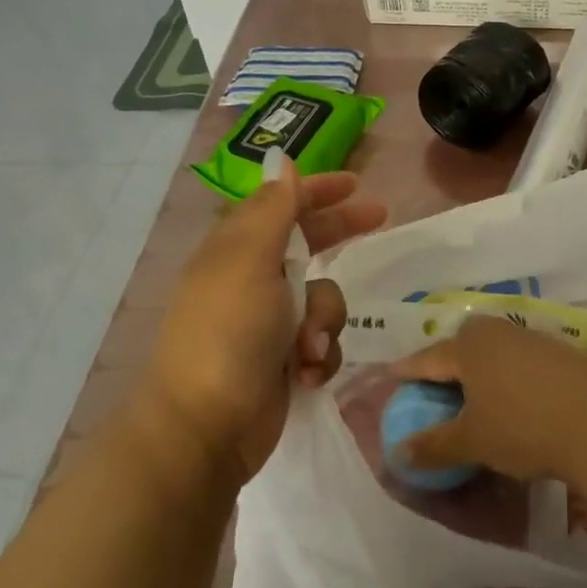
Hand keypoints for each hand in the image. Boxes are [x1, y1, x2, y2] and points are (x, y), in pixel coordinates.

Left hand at [147, 159, 385, 483]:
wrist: (206, 427)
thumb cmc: (228, 333)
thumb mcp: (250, 260)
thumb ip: (274, 210)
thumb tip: (282, 160)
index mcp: (237, 249)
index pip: (281, 205)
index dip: (316, 190)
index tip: (355, 183)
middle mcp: (253, 279)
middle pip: (308, 243)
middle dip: (340, 235)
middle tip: (380, 219)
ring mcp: (269, 322)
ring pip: (324, 298)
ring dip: (324, 320)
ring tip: (306, 347)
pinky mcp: (283, 359)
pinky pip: (323, 341)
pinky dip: (319, 356)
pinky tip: (302, 375)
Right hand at [393, 317, 586, 481]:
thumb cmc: (523, 428)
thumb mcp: (472, 442)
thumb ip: (433, 445)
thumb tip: (399, 452)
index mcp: (469, 345)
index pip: (427, 358)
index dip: (406, 371)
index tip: (391, 377)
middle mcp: (498, 332)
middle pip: (461, 346)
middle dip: (445, 364)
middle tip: (433, 386)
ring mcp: (533, 338)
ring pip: (493, 351)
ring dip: (480, 369)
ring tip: (474, 394)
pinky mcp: (562, 352)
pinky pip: (520, 360)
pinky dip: (508, 375)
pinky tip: (515, 397)